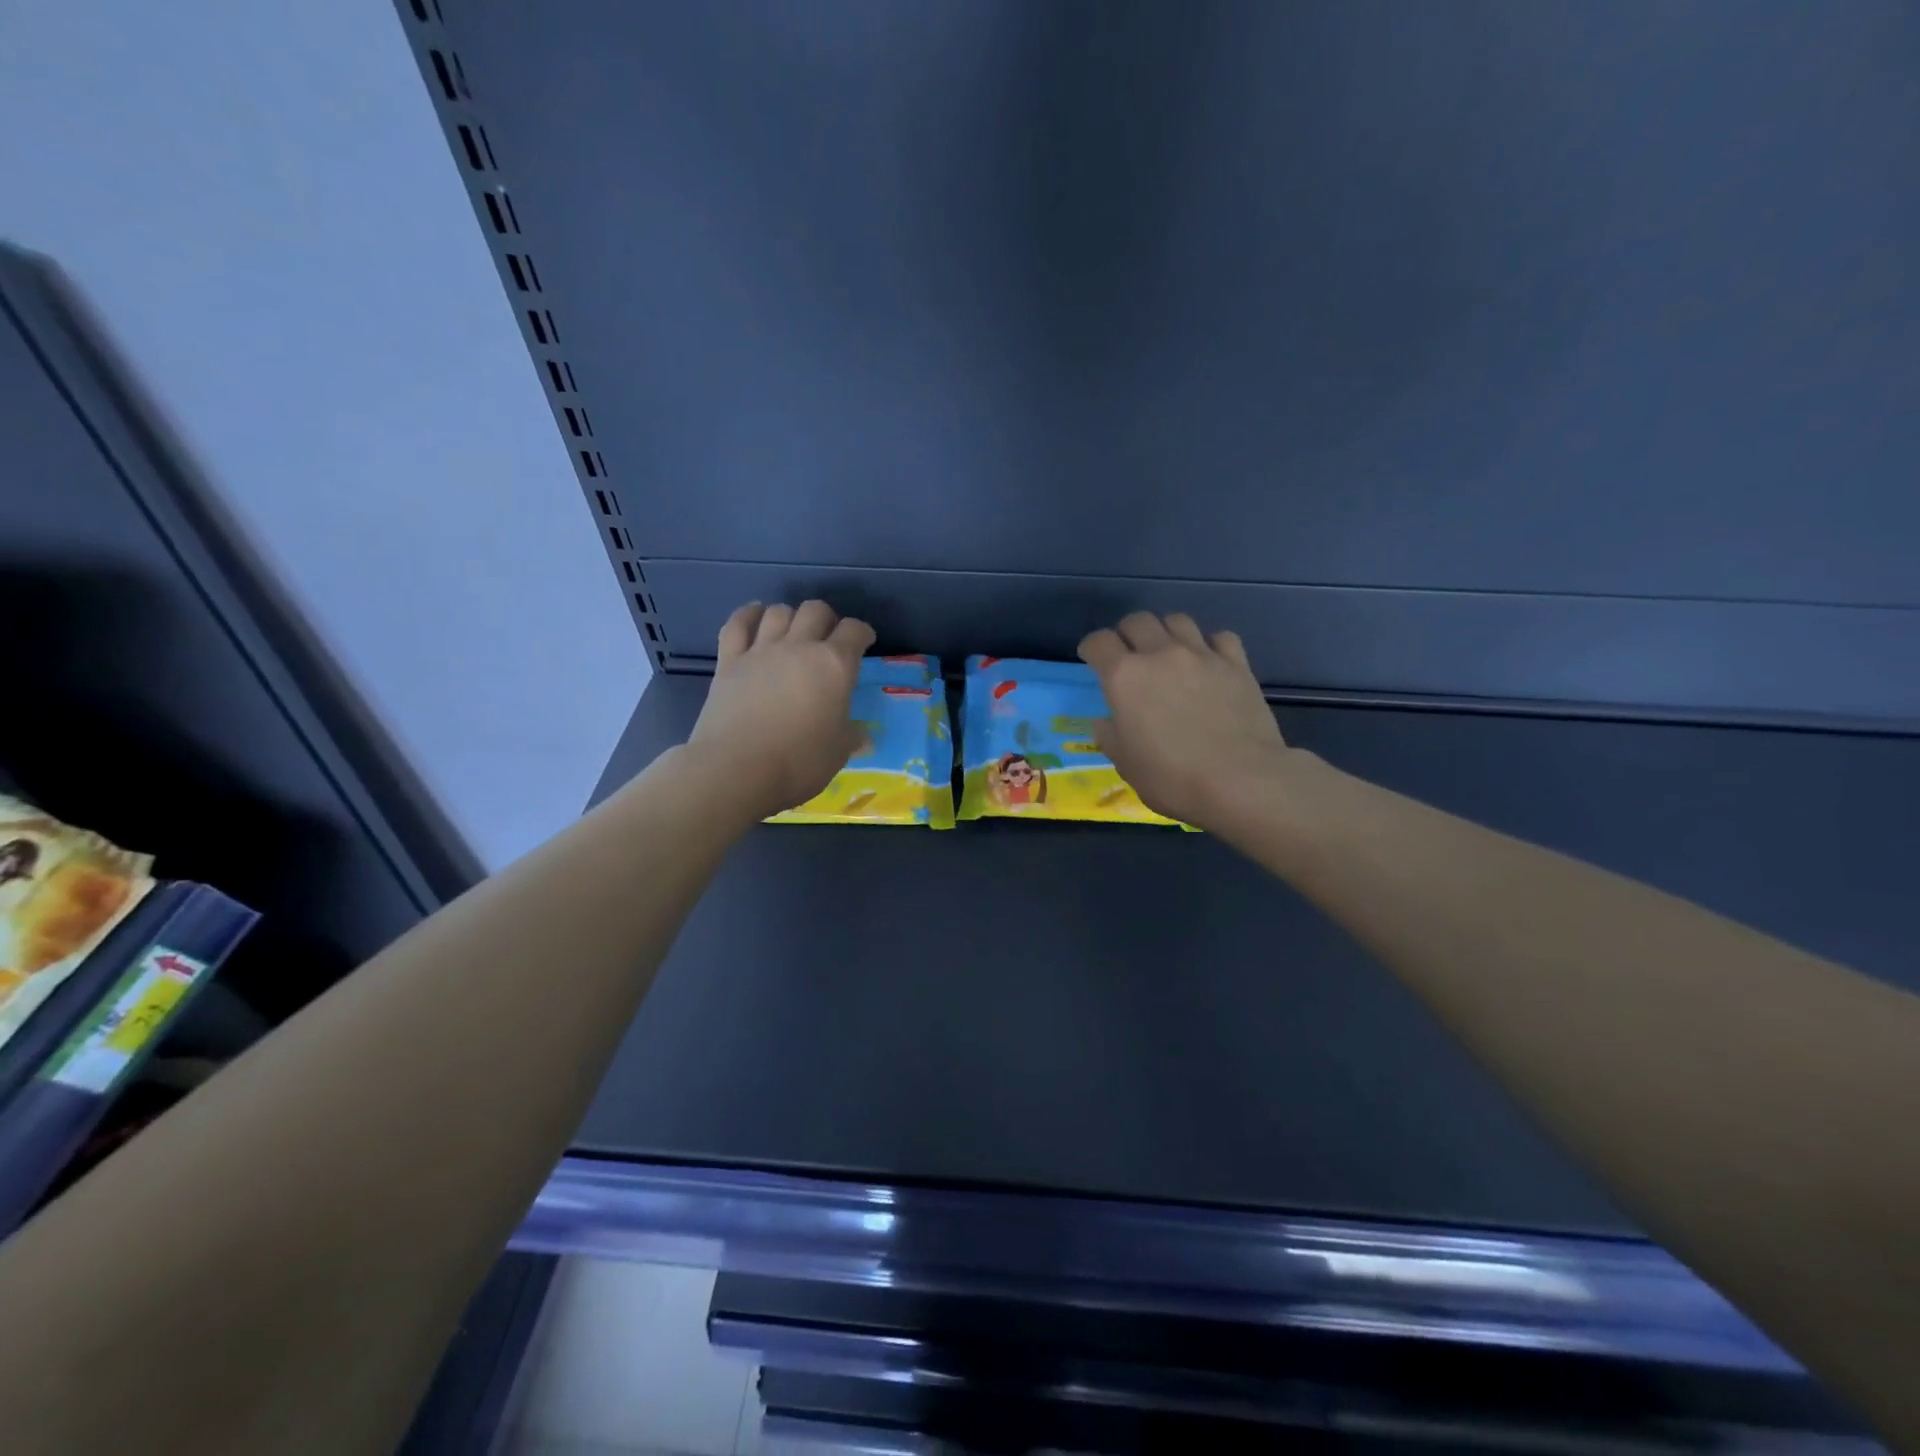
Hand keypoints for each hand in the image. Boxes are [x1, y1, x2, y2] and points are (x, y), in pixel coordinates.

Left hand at [687, 600, 875, 818]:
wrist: (738, 770)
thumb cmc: (799, 762)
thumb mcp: (838, 752)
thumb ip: (851, 736)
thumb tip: (862, 737)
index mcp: (835, 665)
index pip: (854, 631)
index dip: (862, 633)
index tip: (864, 643)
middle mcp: (799, 647)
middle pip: (816, 610)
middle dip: (826, 619)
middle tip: (828, 638)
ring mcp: (761, 650)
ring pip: (778, 611)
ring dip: (790, 616)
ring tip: (792, 632)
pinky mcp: (729, 661)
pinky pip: (738, 624)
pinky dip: (748, 615)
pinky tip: (754, 616)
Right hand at [1078, 612, 1291, 829]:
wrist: (1240, 781)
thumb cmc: (1172, 778)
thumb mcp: (1125, 764)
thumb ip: (1110, 736)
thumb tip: (1105, 721)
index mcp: (1124, 677)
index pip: (1098, 642)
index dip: (1091, 648)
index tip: (1091, 659)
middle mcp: (1160, 654)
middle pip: (1137, 621)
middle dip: (1126, 633)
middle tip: (1128, 654)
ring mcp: (1202, 655)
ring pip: (1177, 620)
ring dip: (1166, 632)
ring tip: (1167, 651)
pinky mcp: (1237, 664)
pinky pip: (1220, 637)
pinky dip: (1209, 644)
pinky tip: (1208, 661)